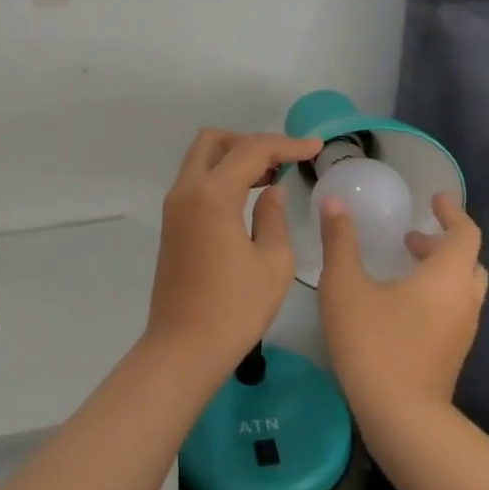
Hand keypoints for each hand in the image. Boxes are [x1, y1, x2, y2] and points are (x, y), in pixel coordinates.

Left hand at [147, 129, 321, 369]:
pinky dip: (221, 176)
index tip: (315, 147)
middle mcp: (186, 191)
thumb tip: (272, 191)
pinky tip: (248, 197)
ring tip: (271, 176)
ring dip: (234, 158)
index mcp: (212, 195)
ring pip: (201, 159)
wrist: (184, 348)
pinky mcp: (172, 224)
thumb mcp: (272, 263)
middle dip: (249, 141)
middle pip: (214, 141)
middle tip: (281, 160)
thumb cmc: (235, 309)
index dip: (286, 145)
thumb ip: (274, 217)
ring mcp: (175, 207)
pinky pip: (197, 182)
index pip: (251, 150)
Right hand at [317, 191, 487, 426]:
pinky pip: (453, 309)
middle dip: (442, 242)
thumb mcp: (345, 286)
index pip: (465, 232)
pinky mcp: (453, 353)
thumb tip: (333, 202)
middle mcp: (464, 299)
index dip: (452, 212)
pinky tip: (399, 303)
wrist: (402, 419)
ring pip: (461, 287)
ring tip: (401, 265)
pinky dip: (435, 293)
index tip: (435, 199)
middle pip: (468, 260)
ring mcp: (462, 330)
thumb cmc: (374, 342)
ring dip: (438, 269)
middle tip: (410, 236)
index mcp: (447, 276)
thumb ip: (340, 241)